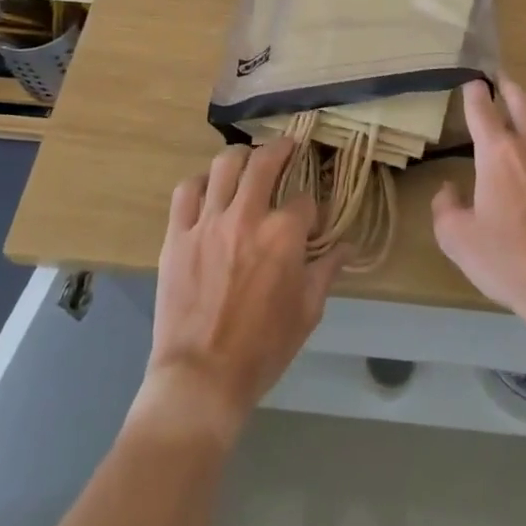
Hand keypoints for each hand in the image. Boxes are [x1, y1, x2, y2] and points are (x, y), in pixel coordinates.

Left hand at [138, 139, 342, 444]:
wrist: (202, 378)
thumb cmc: (263, 349)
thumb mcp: (307, 312)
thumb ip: (327, 271)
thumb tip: (347, 247)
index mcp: (283, 235)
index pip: (304, 201)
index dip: (312, 208)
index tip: (311, 219)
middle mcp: (247, 216)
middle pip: (265, 162)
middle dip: (281, 149)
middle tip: (287, 147)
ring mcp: (208, 222)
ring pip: (224, 165)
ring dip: (241, 157)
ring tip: (247, 160)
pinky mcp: (177, 235)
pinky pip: (186, 191)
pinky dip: (200, 182)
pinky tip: (209, 188)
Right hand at [433, 79, 525, 329]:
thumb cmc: (507, 259)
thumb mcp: (457, 238)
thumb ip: (445, 207)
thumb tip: (450, 189)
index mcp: (497, 153)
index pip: (482, 109)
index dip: (474, 92)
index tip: (471, 81)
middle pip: (522, 102)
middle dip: (508, 86)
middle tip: (499, 77)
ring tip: (520, 115)